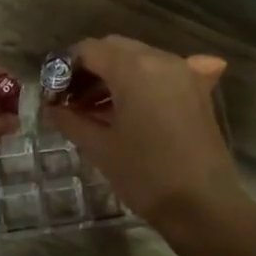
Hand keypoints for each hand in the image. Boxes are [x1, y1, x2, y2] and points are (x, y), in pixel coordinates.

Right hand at [46, 36, 249, 231]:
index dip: (65, 68)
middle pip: (115, 49)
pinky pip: (161, 74)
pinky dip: (141, 83)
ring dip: (114, 77)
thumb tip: (51, 108)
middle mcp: (161, 59)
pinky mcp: (197, 90)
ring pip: (139, 60)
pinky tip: (132, 108)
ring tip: (96, 111)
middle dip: (90, 70)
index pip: (89, 50)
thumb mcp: (99, 148)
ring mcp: (184, 73)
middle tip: (72, 102)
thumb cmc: (145, 175)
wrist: (204, 206)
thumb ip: (70, 120)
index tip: (53, 94)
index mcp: (134, 68)